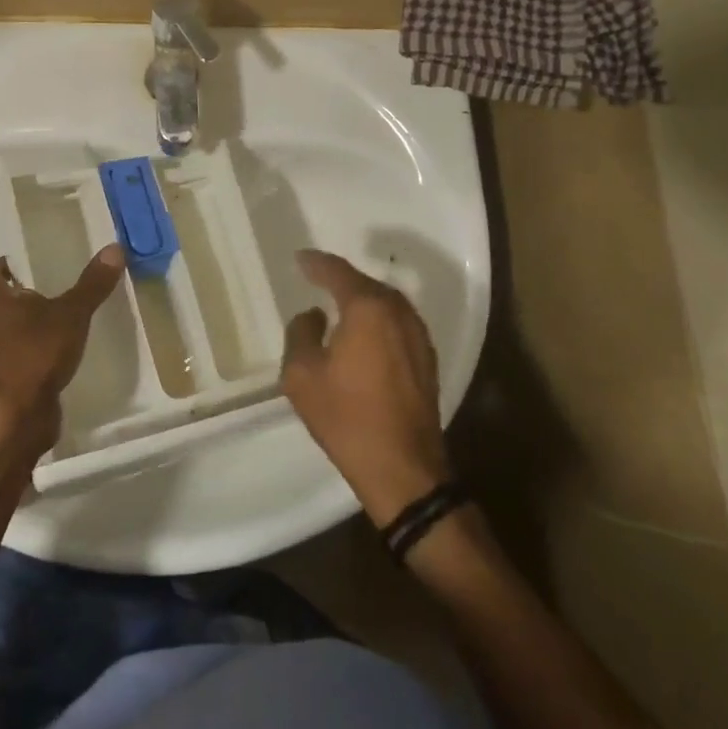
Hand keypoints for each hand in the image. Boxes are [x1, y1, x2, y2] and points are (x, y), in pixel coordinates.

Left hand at [0, 245, 124, 452]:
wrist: (14, 420)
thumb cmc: (33, 355)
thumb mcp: (70, 314)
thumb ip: (91, 284)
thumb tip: (113, 247)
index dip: (6, 264)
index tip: (33, 261)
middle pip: (3, 301)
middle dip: (29, 293)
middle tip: (62, 284)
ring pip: (14, 331)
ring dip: (36, 325)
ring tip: (70, 316)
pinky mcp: (9, 383)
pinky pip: (25, 358)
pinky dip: (42, 353)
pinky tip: (69, 352)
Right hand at [281, 249, 452, 527]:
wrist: (403, 469)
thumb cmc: (347, 418)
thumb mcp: (302, 375)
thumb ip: (301, 333)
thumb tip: (313, 316)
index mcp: (368, 308)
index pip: (338, 272)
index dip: (316, 263)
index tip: (301, 259)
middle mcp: (398, 312)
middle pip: (366, 283)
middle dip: (341, 279)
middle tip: (317, 277)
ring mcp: (418, 335)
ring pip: (385, 303)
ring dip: (362, 299)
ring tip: (338, 303)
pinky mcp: (426, 359)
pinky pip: (397, 323)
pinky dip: (378, 320)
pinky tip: (364, 333)